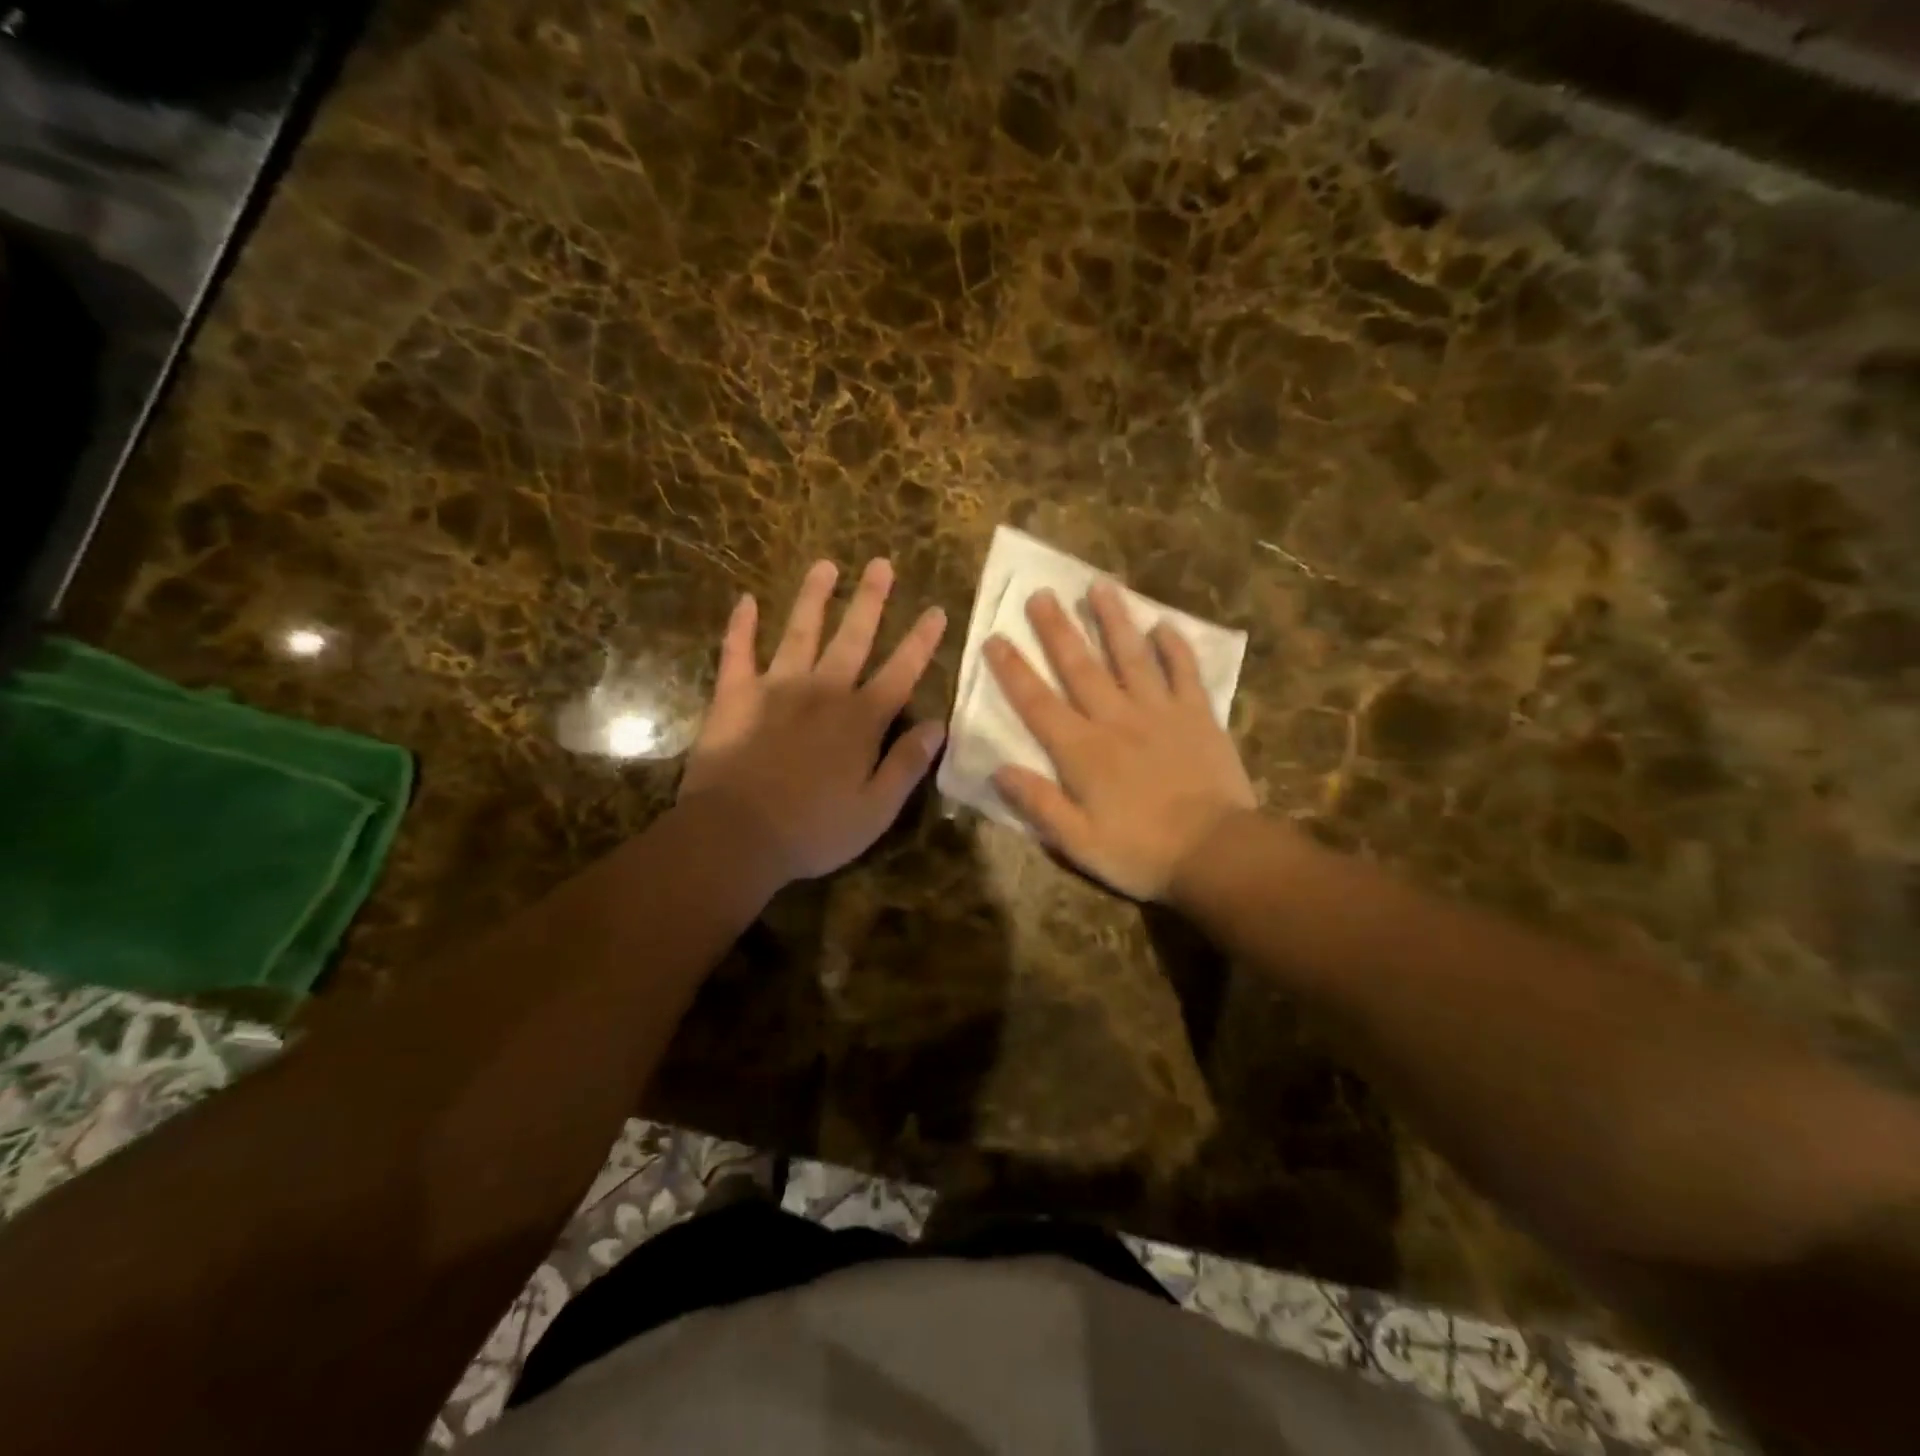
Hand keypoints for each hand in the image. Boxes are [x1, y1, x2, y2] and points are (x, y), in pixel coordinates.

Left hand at [679, 558, 947, 883]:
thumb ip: (907, 764)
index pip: (900, 672)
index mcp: (860, 720)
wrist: (736, 836)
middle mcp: (823, 691)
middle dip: (870, 600)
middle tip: (881, 563)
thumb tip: (938, 726)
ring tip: (824, 565)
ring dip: (813, 598)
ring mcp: (776, 688)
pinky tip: (743, 600)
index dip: (921, 641)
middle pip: (852, 637)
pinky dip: (740, 627)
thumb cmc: (813, 830)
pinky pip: (737, 653)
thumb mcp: (876, 810)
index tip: (936, 610)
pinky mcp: (734, 696)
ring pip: (799, 632)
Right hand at [985, 582, 1255, 900]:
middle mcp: (1116, 719)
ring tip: (1099, 586)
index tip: (995, 638)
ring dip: (1113, 620)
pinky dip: (1174, 646)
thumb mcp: (1077, 841)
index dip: (1013, 670)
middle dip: (1057, 629)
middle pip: (1080, 666)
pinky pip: (1184, 671)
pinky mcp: (1198, 715)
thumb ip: (1038, 803)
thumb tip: (998, 769)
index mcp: (1082, 751)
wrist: (1216, 853)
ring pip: (1131, 655)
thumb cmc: (1141, 852)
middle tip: (1041, 593)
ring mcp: (1160, 712)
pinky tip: (1164, 624)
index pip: (1037, 703)